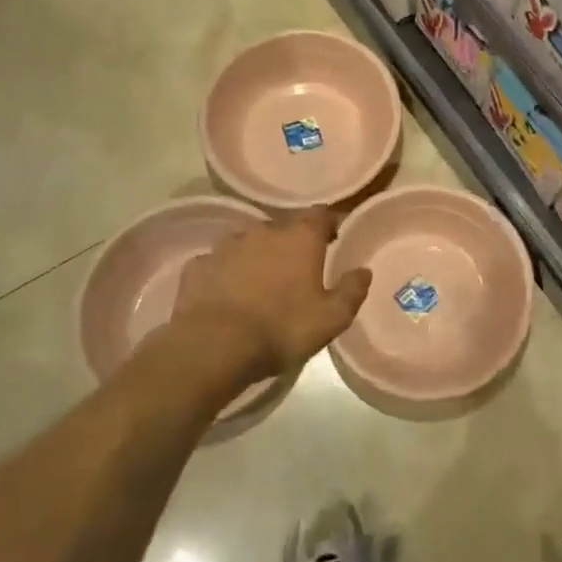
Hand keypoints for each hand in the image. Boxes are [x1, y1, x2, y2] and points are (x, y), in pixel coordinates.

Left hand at [171, 207, 372, 393]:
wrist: (214, 347)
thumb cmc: (282, 328)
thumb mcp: (332, 318)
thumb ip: (352, 290)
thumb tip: (363, 271)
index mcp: (300, 237)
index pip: (321, 214)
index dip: (329, 224)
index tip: (334, 239)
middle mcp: (264, 231)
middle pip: (283, 229)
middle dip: (291, 245)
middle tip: (297, 271)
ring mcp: (226, 246)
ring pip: (249, 244)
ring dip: (257, 257)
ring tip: (260, 284)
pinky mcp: (198, 266)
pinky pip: (218, 264)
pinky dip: (225, 274)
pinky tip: (227, 295)